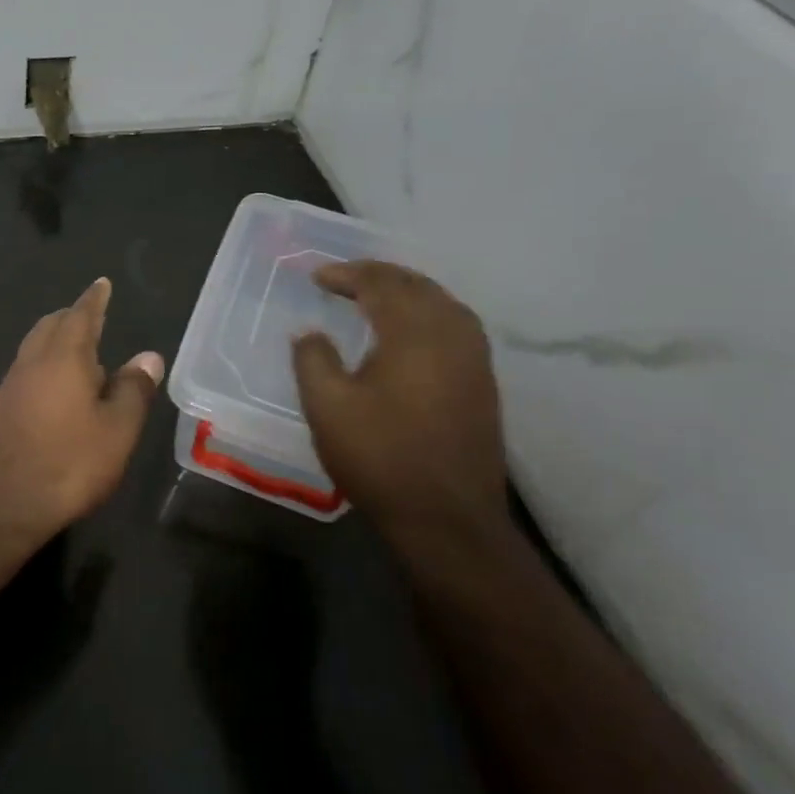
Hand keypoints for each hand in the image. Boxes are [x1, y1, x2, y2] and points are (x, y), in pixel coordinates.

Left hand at [0, 277, 164, 541]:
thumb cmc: (68, 464)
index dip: (94, 299)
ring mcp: (10, 386)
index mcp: (64, 357)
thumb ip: (133, 390)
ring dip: (56, 340)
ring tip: (79, 351)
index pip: (81, 315)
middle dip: (72, 316)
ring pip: (34, 348)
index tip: (101, 283)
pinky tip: (55, 389)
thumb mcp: (116, 430)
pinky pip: (26, 372)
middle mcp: (32, 362)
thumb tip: (148, 356)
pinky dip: (44, 365)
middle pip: (51, 326)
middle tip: (91, 314)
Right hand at [291, 261, 507, 541]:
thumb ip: (312, 359)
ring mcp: (475, 361)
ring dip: (407, 292)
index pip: (381, 284)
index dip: (347, 274)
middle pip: (418, 286)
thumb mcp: (327, 407)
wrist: (447, 519)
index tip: (317, 276)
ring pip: (443, 304)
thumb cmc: (380, 457)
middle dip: (379, 276)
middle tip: (345, 279)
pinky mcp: (483, 385)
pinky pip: (457, 327)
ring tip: (376, 297)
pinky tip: (411, 333)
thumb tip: (310, 333)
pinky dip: (428, 314)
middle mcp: (452, 336)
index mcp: (414, 334)